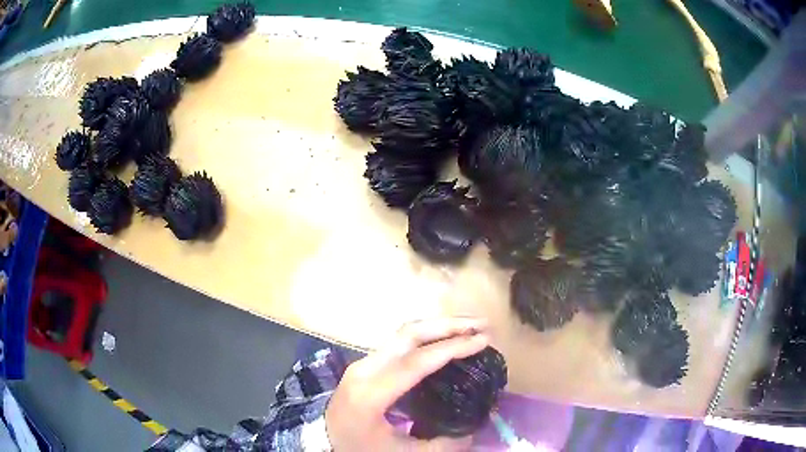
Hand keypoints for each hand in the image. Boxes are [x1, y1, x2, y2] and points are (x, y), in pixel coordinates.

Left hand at [325, 317, 489, 450]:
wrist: (324, 439)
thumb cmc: (360, 447)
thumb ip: (441, 445)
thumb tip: (473, 431)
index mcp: (371, 393)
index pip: (416, 362)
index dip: (452, 348)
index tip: (483, 340)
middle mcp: (365, 369)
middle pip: (409, 335)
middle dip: (449, 325)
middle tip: (482, 324)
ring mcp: (363, 362)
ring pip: (403, 333)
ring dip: (438, 325)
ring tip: (470, 326)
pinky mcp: (366, 362)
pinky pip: (399, 341)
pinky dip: (427, 335)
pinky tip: (445, 339)